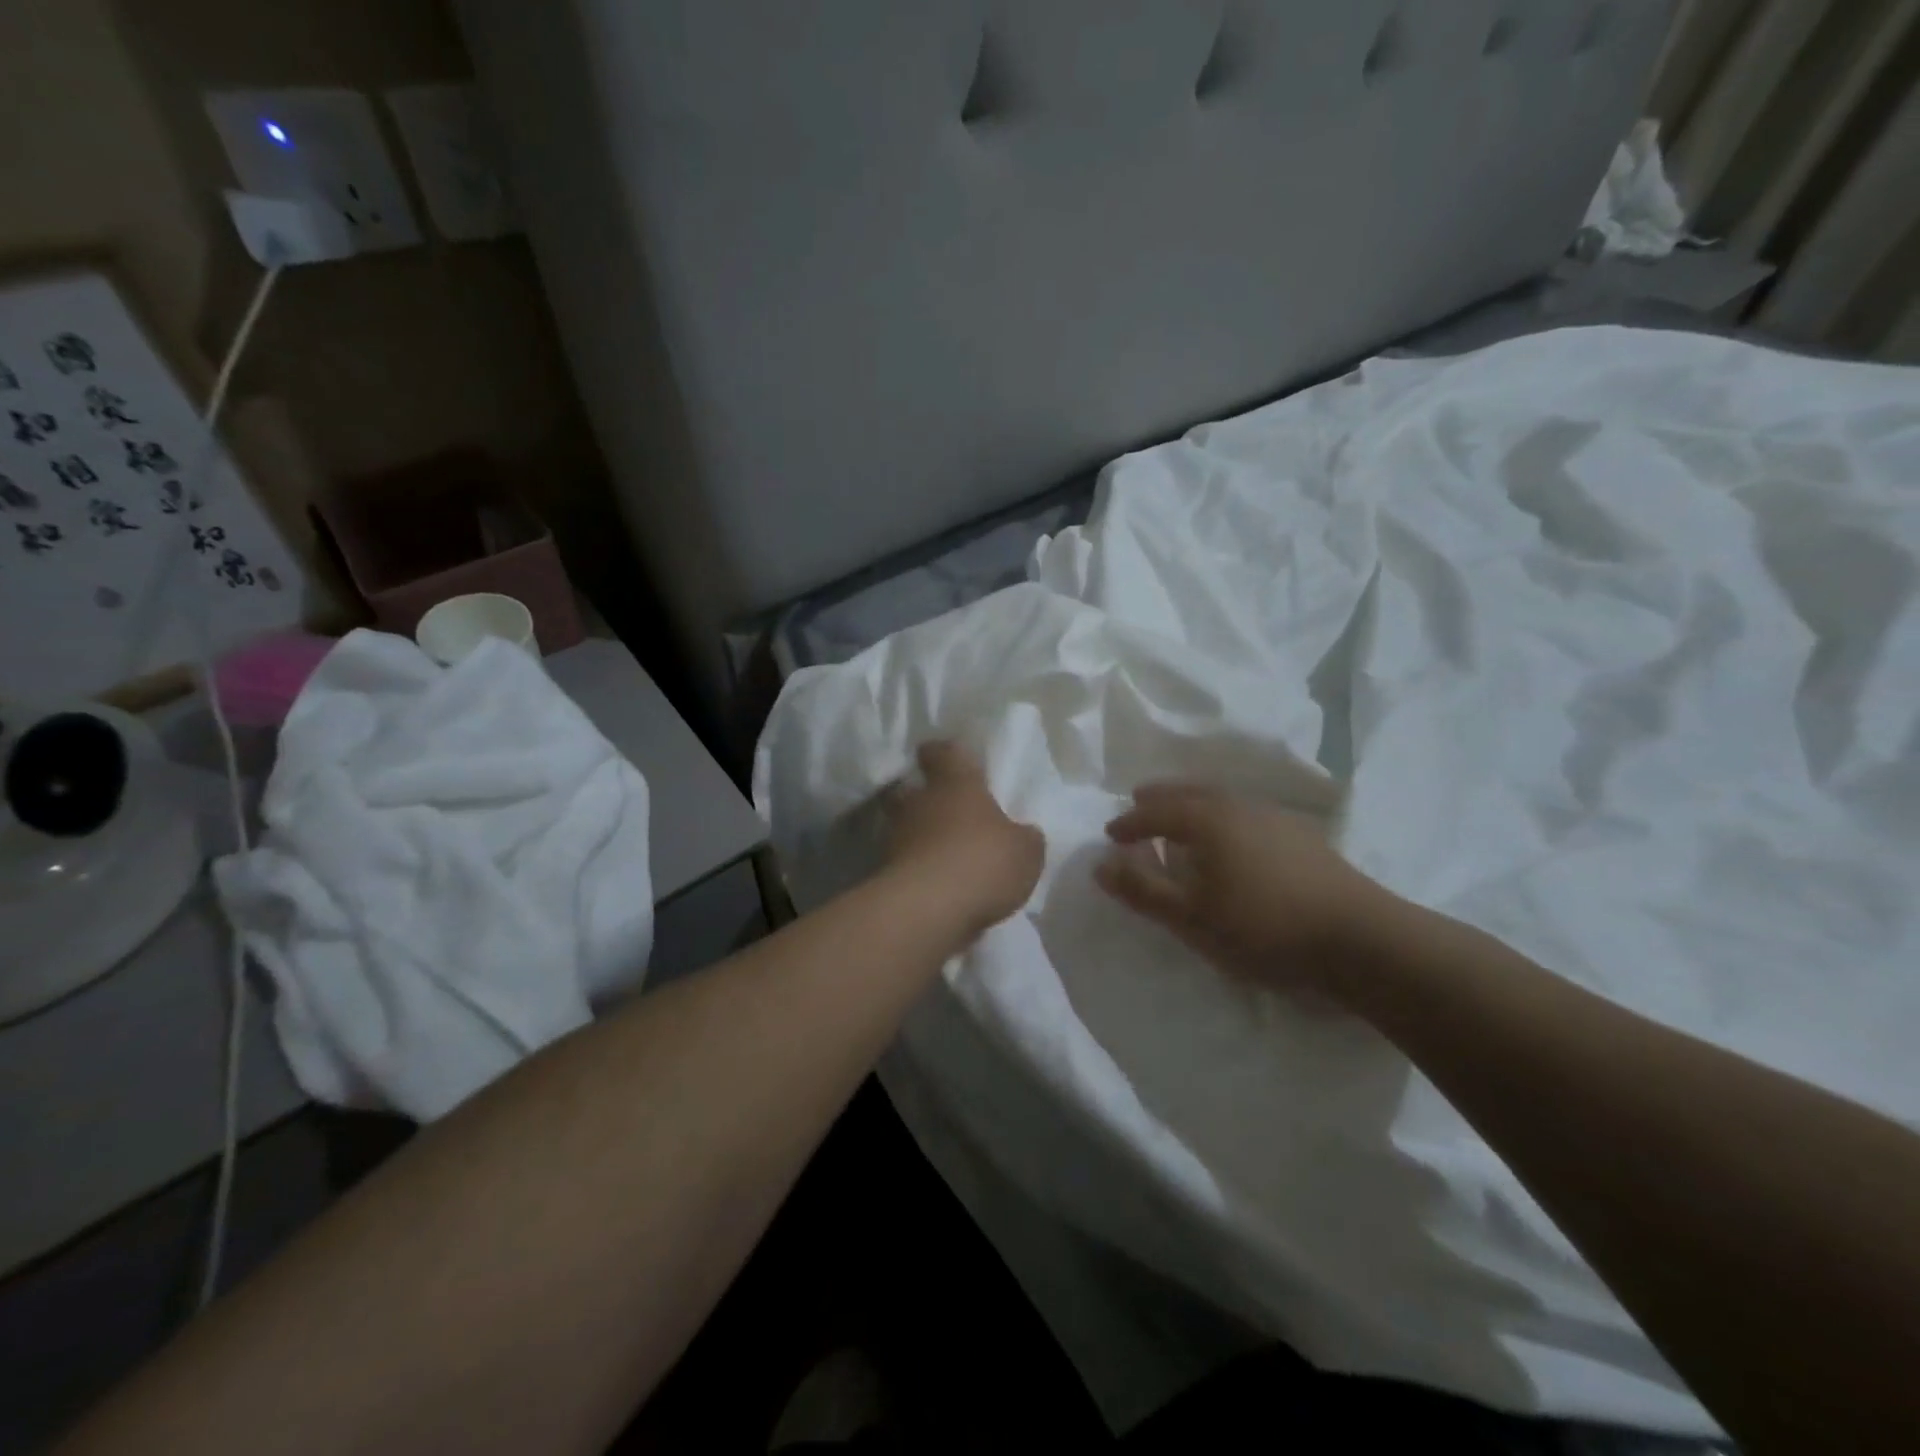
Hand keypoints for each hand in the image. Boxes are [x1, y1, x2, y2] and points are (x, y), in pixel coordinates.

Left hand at [884, 742, 1044, 935]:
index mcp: (955, 783)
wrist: (928, 910)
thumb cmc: (982, 862)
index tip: (945, 757)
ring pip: (904, 828)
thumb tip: (1023, 834)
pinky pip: (903, 864)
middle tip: (943, 810)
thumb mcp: (1025, 852)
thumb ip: (1024, 838)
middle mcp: (919, 803)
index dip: (942, 753)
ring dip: (919, 838)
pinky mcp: (885, 873)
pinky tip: (936, 887)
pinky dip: (916, 871)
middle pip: (910, 790)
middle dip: (922, 797)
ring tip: (943, 856)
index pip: (941, 752)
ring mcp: (896, 838)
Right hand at [1094, 783, 1392, 999]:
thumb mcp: (1191, 917)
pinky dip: (1221, 814)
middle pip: (1189, 792)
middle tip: (1139, 802)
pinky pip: (1244, 811)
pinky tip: (1231, 836)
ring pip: (1220, 798)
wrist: (1360, 939)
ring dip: (1192, 803)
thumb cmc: (1263, 927)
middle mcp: (1238, 806)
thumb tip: (1099, 865)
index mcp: (1207, 819)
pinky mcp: (1301, 835)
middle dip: (1160, 798)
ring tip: (1180, 817)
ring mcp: (1274, 817)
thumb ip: (1143, 890)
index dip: (1129, 823)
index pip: (1156, 812)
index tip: (1110, 834)